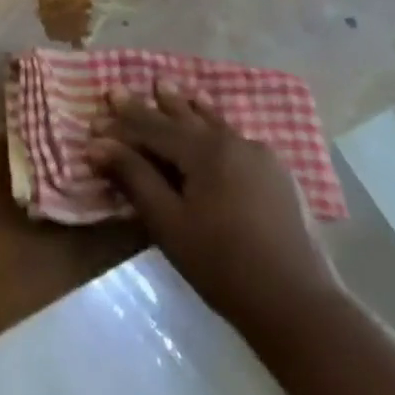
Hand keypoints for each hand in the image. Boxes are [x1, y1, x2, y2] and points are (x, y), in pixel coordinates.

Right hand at [87, 83, 342, 343]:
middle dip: (151, 105)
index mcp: (204, 150)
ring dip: (186, 107)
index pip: (152, 128)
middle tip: (124, 89)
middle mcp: (232, 141)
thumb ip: (134, 178)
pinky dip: (214, 126)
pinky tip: (214, 125)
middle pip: (183, 117)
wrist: (300, 306)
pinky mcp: (278, 175)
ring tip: (169, 88)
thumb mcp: (169, 224)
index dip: (122, 124)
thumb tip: (98, 144)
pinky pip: (235, 139)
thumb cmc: (224, 266)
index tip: (95, 119)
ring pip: (212, 123)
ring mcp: (260, 156)